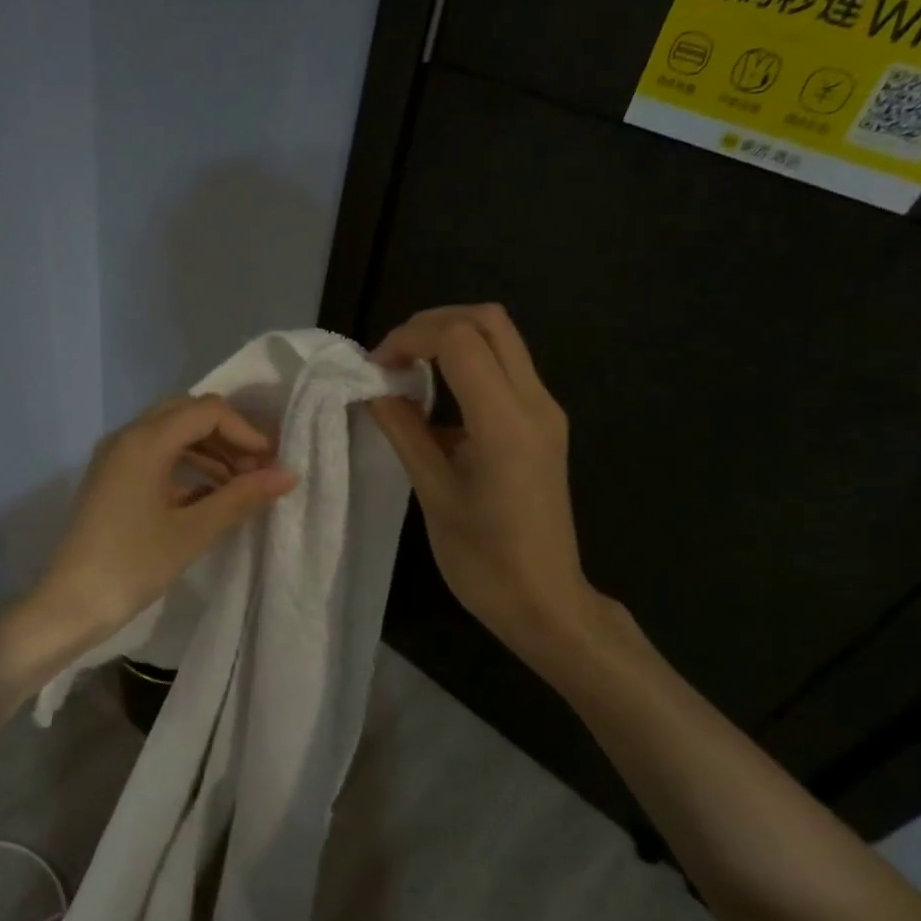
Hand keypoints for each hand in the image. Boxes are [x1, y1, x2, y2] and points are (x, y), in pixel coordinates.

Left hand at [30, 395, 297, 644]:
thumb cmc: (133, 564)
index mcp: (145, 440)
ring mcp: (115, 457)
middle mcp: (127, 436)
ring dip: (208, 451)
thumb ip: (241, 496)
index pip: (207, 412)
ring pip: (171, 434)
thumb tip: (287, 475)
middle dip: (227, 437)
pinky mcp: (111, 478)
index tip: (271, 463)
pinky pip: (154, 456)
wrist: (70, 603)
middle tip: (257, 470)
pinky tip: (209, 497)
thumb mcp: (194, 530)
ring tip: (240, 485)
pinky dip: (185, 467)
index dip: (246, 431)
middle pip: (188, 414)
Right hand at [367, 304, 603, 656]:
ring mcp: (545, 411)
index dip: (409, 338)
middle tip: (391, 357)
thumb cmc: (483, 559)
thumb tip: (375, 390)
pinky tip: (434, 399)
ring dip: (450, 339)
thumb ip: (404, 432)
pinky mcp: (543, 424)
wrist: (544, 600)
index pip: (460, 340)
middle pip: (489, 321)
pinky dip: (466, 364)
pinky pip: (506, 369)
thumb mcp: (434, 494)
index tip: (375, 367)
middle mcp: (535, 402)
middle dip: (432, 324)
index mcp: (506, 422)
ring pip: (501, 339)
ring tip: (406, 371)